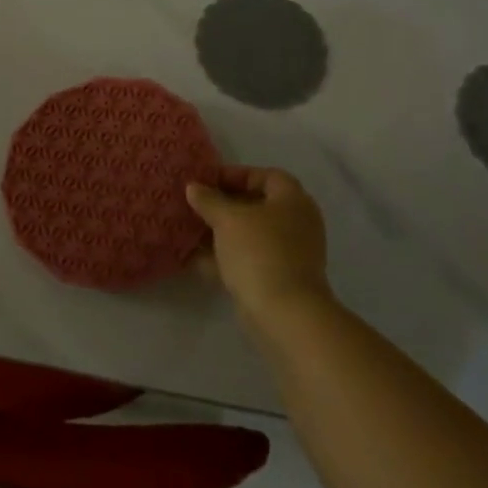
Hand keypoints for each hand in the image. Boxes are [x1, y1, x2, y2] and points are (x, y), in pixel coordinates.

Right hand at [186, 166, 335, 326]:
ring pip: (250, 234)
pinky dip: (226, 256)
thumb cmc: (259, 251)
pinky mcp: (279, 278)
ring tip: (191, 230)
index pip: (266, 175)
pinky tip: (196, 259)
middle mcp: (296, 223)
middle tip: (196, 205)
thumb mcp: (227, 219)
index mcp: (292, 200)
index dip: (235, 175)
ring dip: (222, 232)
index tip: (207, 182)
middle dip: (225, 205)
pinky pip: (249, 258)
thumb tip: (193, 187)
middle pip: (257, 205)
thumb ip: (208, 200)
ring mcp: (290, 253)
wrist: (284, 312)